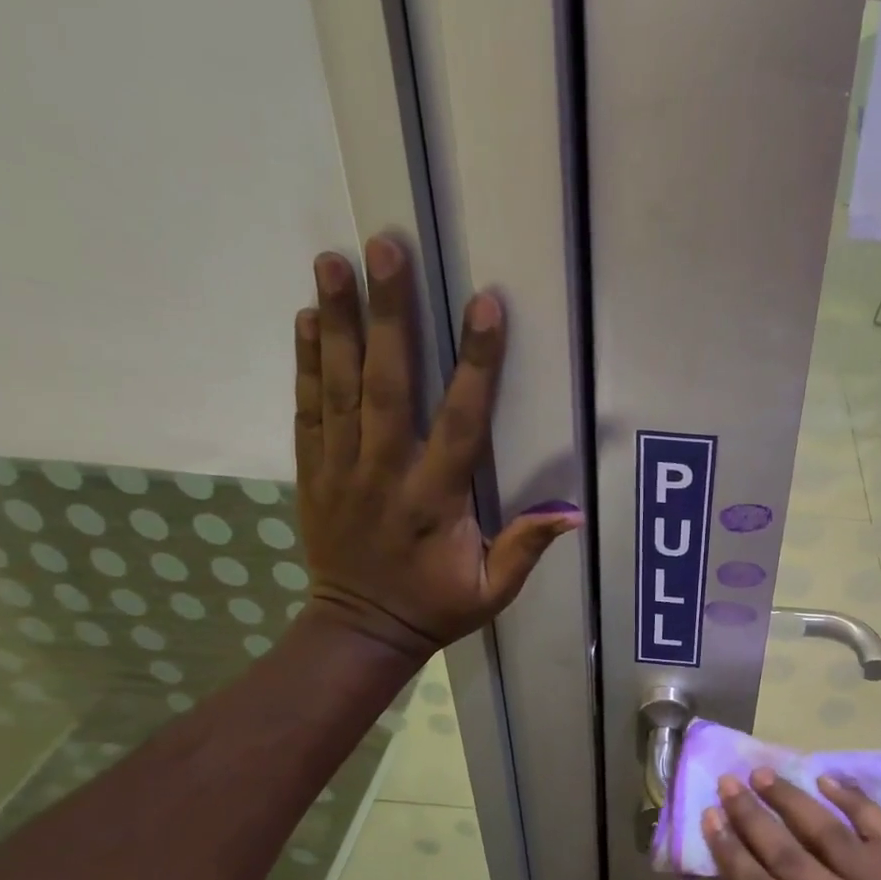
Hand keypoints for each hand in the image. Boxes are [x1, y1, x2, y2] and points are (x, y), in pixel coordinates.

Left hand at [293, 237, 581, 658]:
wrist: (359, 631)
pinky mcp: (313, 473)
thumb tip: (573, 512)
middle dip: (390, 315)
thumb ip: (526, 547)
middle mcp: (385, 475)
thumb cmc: (435, 607)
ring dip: (340, 322)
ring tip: (335, 259)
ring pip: (340, 387)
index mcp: (436, 501)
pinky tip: (311, 317)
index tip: (485, 306)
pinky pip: (307, 409)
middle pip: (387, 386)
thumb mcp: (492, 591)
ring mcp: (341, 470)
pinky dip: (307, 362)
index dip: (476, 364)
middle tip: (387, 248)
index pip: (460, 423)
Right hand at [703, 769, 880, 879]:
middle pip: (792, 855)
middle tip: (728, 784)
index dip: (731, 850)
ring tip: (763, 775)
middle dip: (753, 816)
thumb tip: (743, 864)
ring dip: (793, 799)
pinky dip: (856, 801)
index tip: (709, 815)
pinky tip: (827, 780)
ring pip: (831, 834)